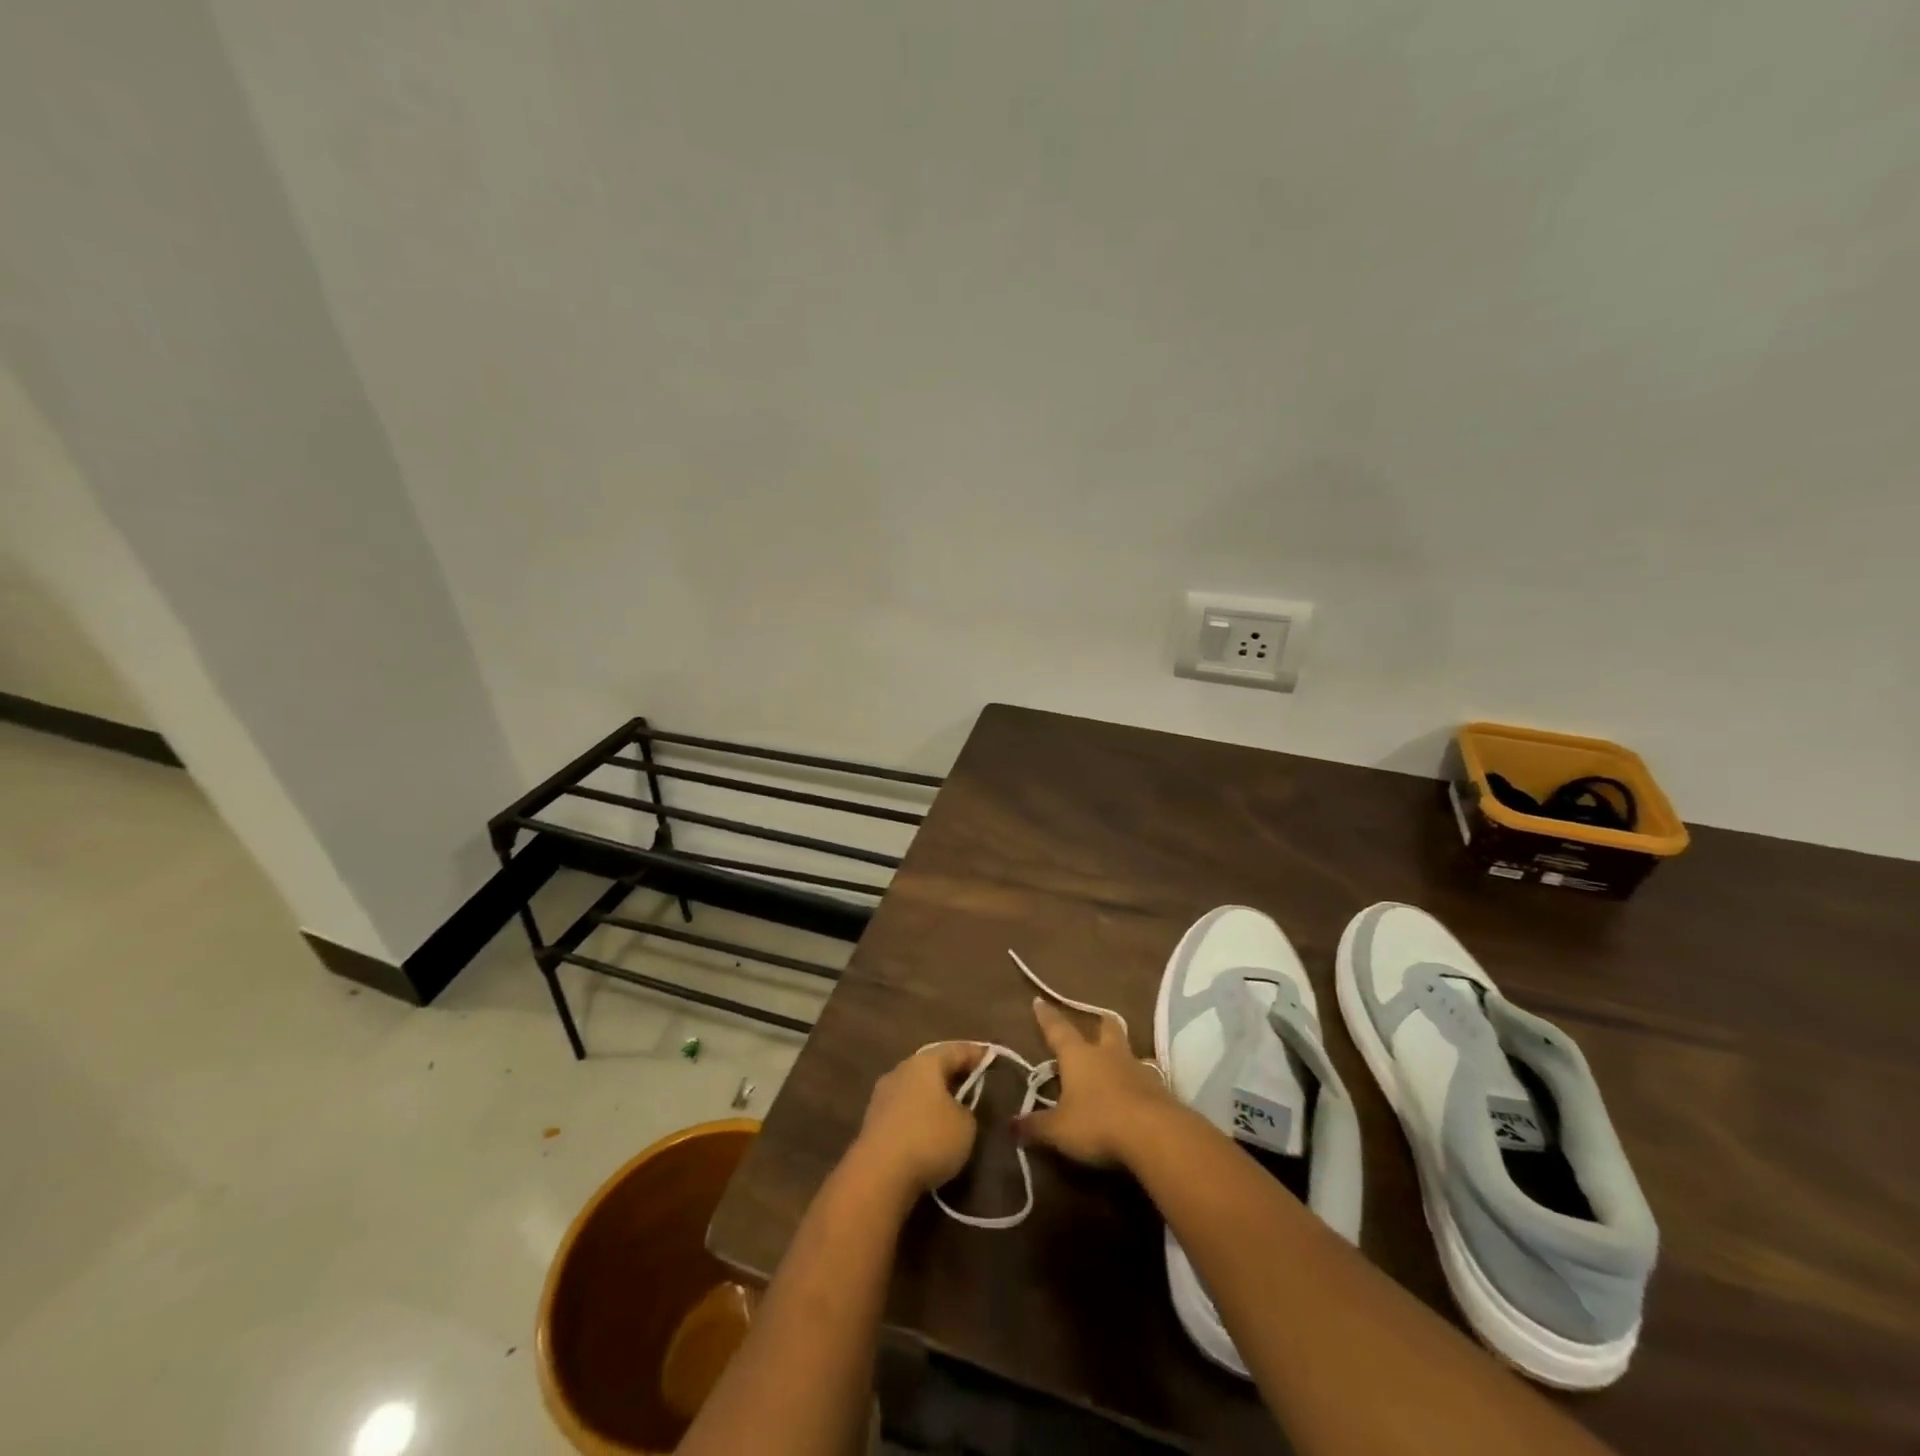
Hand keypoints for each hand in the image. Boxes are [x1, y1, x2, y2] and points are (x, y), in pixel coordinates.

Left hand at [847, 1043, 987, 1198]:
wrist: (878, 1175)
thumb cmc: (929, 1140)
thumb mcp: (965, 1126)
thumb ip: (967, 1110)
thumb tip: (957, 1110)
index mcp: (926, 1063)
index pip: (956, 1050)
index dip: (976, 1054)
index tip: (991, 1057)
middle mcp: (902, 1070)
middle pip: (933, 1066)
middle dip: (952, 1074)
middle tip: (972, 1082)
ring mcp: (883, 1095)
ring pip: (916, 1088)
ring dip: (933, 1096)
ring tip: (952, 1109)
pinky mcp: (874, 1121)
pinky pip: (905, 1109)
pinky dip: (919, 1115)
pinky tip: (929, 1129)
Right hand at [1015, 997, 1176, 1167]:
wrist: (1154, 1135)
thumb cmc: (1097, 1123)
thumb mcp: (1059, 1130)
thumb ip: (1036, 1126)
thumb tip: (1011, 1125)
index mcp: (1079, 1056)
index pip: (1058, 1030)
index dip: (1046, 1017)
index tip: (1039, 1000)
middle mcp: (1108, 1054)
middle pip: (1107, 1028)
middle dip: (1100, 1023)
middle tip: (1098, 1021)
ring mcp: (1137, 1069)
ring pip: (1128, 1051)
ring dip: (1122, 1054)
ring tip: (1117, 1062)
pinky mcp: (1159, 1089)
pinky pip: (1146, 1078)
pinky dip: (1138, 1082)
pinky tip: (1136, 1094)